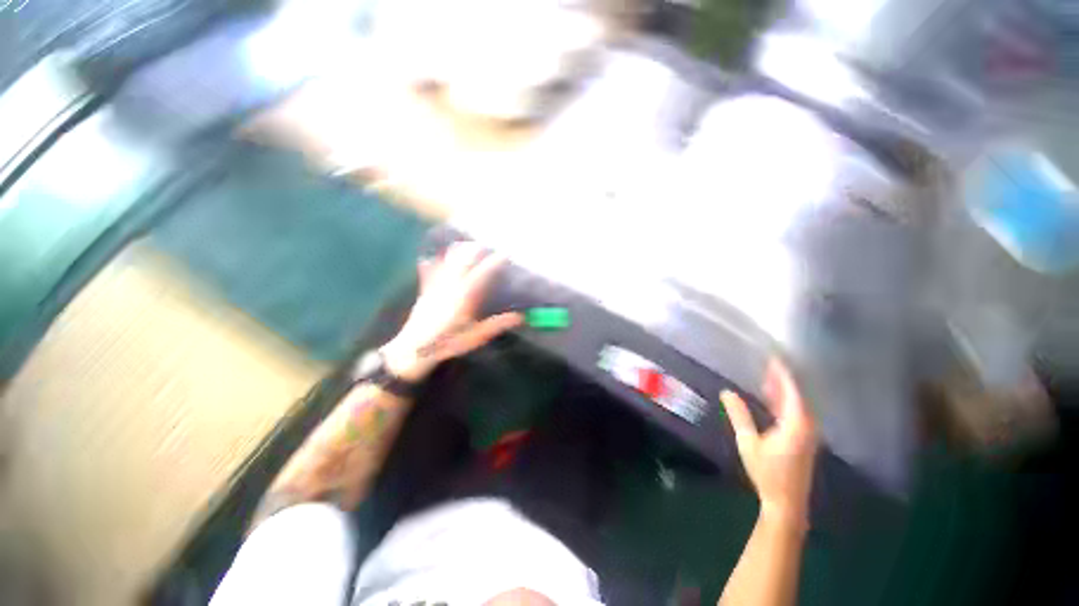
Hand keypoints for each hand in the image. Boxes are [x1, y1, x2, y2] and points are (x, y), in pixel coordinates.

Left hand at [381, 242, 522, 381]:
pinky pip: (429, 270)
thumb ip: (497, 324)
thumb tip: (520, 317)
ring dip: (459, 251)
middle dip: (476, 249)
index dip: (495, 262)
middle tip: (487, 247)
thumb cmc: (447, 343)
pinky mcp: (425, 290)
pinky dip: (434, 262)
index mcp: (464, 296)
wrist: (414, 350)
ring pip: (447, 260)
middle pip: (463, 258)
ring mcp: (435, 285)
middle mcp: (450, 285)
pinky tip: (432, 257)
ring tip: (468, 246)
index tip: (506, 254)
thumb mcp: (476, 336)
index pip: (483, 272)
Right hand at [721, 359, 817, 526]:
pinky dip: (784, 400)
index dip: (782, 372)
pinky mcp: (804, 438)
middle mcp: (807, 424)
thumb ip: (739, 415)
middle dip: (782, 377)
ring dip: (783, 388)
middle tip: (767, 360)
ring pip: (797, 402)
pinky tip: (772, 397)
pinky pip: (795, 411)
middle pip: (797, 393)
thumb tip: (726, 392)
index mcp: (796, 423)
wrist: (786, 502)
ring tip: (767, 374)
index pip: (792, 390)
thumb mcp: (748, 443)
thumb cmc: (767, 472)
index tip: (773, 356)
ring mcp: (808, 432)